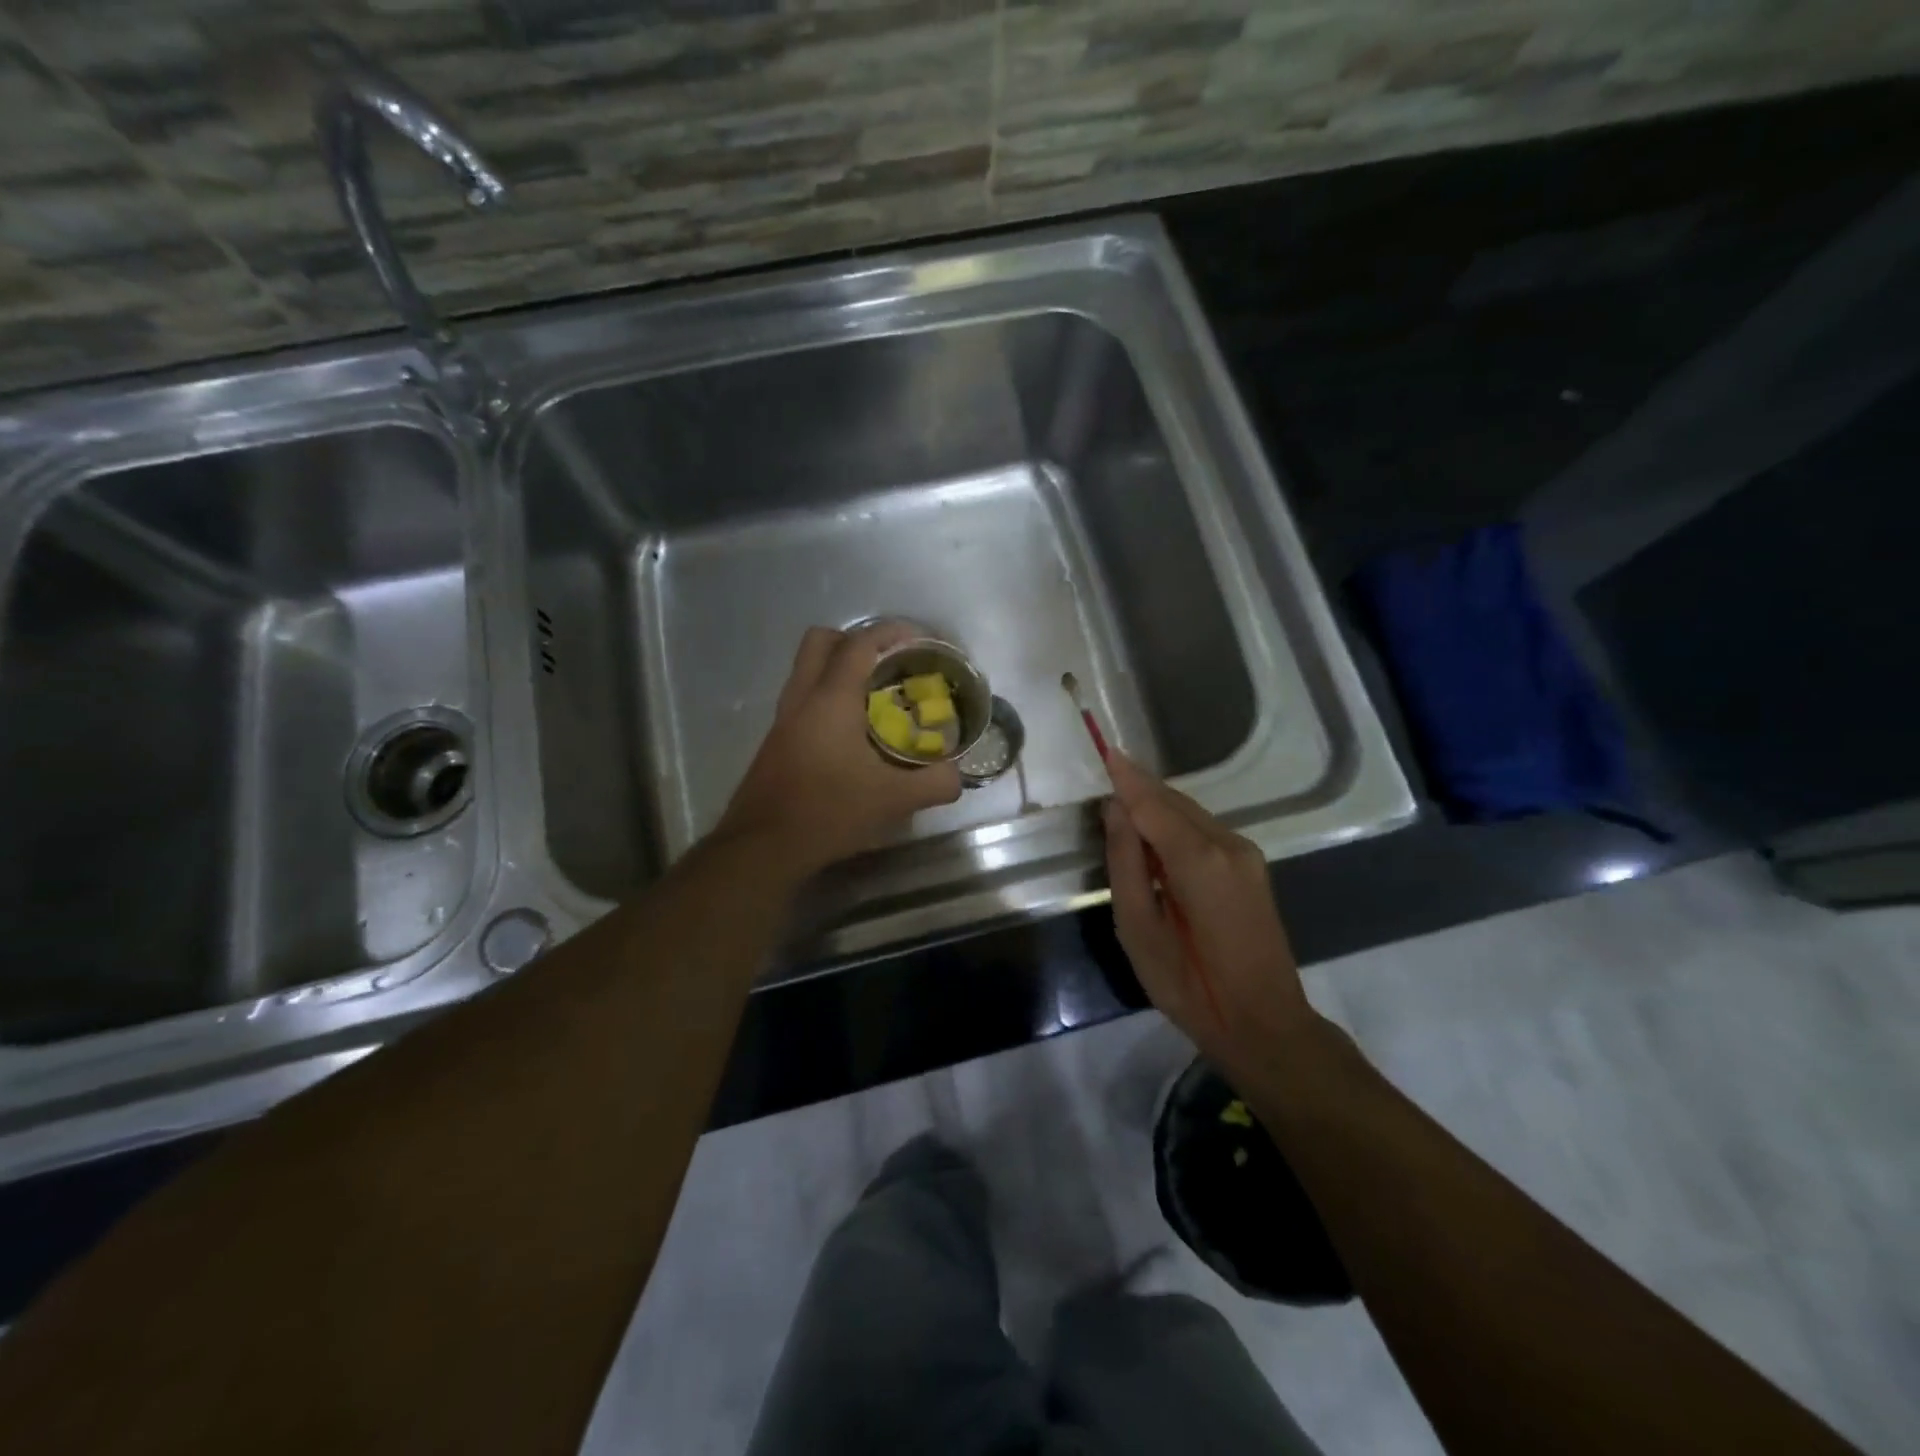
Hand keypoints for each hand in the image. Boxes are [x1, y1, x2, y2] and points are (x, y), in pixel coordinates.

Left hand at [717, 624, 962, 874]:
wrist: (763, 847)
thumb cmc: (828, 812)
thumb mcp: (893, 800)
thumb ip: (934, 783)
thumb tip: (956, 776)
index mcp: (831, 699)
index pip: (860, 644)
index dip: (891, 632)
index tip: (919, 639)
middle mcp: (802, 698)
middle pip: (821, 641)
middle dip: (857, 640)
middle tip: (888, 662)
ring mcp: (783, 719)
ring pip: (807, 669)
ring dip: (839, 669)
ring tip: (875, 696)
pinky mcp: (775, 741)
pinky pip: (803, 698)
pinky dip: (827, 697)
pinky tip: (851, 733)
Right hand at [1103, 752, 1317, 1079]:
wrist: (1264, 1024)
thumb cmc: (1190, 985)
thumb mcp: (1139, 929)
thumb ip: (1126, 864)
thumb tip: (1116, 811)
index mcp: (1199, 860)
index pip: (1153, 803)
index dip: (1127, 778)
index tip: (1105, 751)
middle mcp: (1229, 844)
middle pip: (1174, 801)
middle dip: (1139, 789)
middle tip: (1105, 781)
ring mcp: (1246, 854)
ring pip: (1191, 813)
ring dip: (1156, 807)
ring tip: (1122, 811)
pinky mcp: (1251, 867)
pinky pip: (1204, 830)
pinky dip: (1175, 825)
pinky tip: (1154, 840)